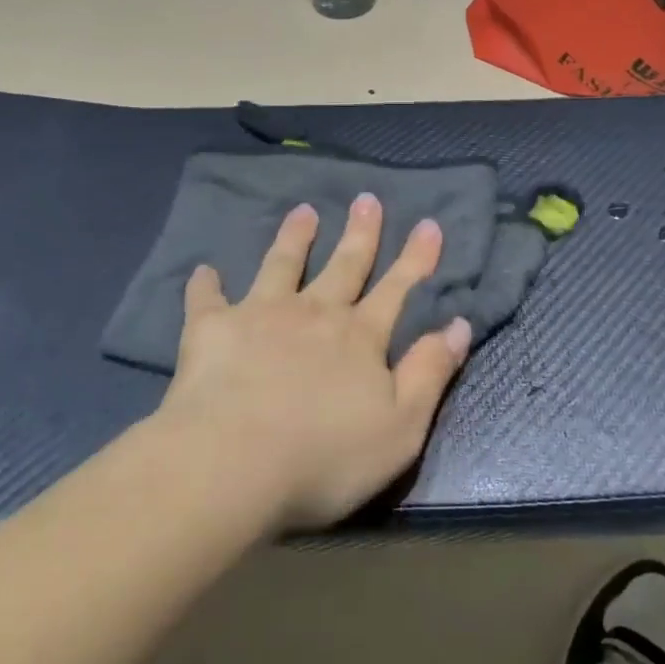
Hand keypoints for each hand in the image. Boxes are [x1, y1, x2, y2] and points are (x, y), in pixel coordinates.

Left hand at [155, 196, 470, 531]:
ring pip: (282, 266)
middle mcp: (315, 313)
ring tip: (303, 211)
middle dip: (360, 233)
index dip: (416, 258)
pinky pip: (208, 300)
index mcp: (360, 337)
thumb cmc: (325, 456)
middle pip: (344, 265)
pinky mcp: (213, 330)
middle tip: (367, 199)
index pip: (397, 289)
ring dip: (295, 238)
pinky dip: (207, 284)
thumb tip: (460, 325)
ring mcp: (262, 315)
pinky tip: (204, 270)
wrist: (232, 464)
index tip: (429, 224)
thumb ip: (430, 372)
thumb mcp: (401, 426)